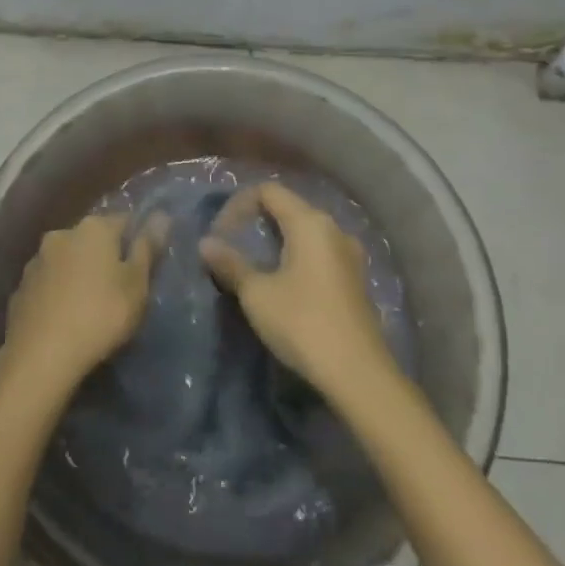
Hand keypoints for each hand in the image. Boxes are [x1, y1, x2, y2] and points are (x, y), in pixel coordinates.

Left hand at [0, 213, 158, 387]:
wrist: (41, 356)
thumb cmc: (101, 315)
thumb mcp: (136, 285)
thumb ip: (147, 248)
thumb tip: (161, 215)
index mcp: (93, 227)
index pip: (125, 221)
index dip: (138, 241)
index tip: (145, 267)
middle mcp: (62, 233)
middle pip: (93, 239)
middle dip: (106, 257)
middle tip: (120, 289)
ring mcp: (36, 260)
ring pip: (68, 260)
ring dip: (79, 274)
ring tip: (90, 306)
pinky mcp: (21, 287)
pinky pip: (49, 283)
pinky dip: (59, 293)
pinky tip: (66, 318)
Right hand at [200, 182, 395, 398]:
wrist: (358, 374)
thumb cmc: (302, 323)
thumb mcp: (257, 294)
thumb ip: (230, 264)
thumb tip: (206, 244)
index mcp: (310, 222)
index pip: (268, 191)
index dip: (239, 205)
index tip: (221, 235)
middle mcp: (333, 229)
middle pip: (289, 208)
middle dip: (256, 221)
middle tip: (233, 246)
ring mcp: (349, 254)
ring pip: (305, 232)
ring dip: (276, 241)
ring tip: (254, 265)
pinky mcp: (354, 279)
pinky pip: (319, 253)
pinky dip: (295, 257)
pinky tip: (283, 284)